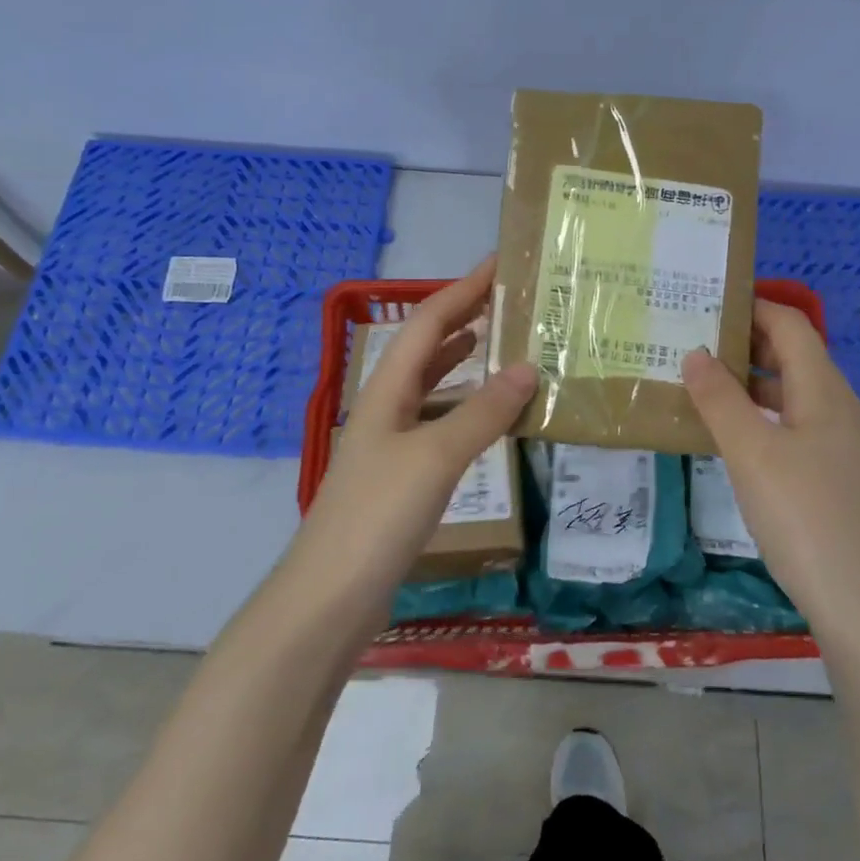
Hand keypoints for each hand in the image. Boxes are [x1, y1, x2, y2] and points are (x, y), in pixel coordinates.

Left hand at [302, 257, 536, 584]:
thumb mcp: (436, 456)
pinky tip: (485, 416)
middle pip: (425, 348)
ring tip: (501, 344)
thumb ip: (483, 412)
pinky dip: (464, 407)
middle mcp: (386, 407)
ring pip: (430, 385)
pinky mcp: (399, 476)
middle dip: (463, 318)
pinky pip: (437, 423)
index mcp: (387, 389)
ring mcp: (390, 443)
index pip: (428, 322)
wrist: (330, 596)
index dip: (462, 290)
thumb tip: (529, 366)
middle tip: (510, 302)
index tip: (499, 264)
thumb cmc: (379, 515)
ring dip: (462, 360)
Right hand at [681, 301, 859, 626]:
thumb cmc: (809, 521)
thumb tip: (696, 352)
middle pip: (796, 359)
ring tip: (702, 391)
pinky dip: (765, 423)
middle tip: (690, 345)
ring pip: (796, 400)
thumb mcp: (753, 455)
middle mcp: (843, 412)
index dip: (751, 305)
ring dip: (753, 388)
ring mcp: (849, 452)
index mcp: (826, 392)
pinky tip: (738, 447)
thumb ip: (720, 400)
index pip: (790, 325)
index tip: (704, 301)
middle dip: (746, 345)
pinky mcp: (845, 487)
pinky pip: (800, 434)